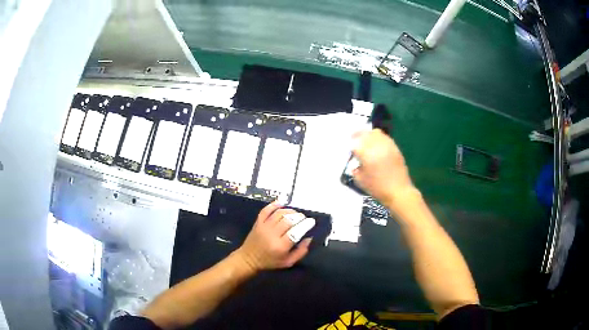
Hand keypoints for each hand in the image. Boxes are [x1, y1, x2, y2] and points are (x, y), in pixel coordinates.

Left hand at [234, 202, 313, 272]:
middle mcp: (272, 235)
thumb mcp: (288, 262)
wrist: (249, 259)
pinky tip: (282, 204)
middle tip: (304, 218)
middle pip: (288, 221)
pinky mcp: (258, 222)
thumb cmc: (270, 262)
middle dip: (299, 217)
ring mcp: (264, 227)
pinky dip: (274, 205)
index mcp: (280, 247)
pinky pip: (266, 210)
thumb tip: (309, 238)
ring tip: (295, 213)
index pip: (295, 232)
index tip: (311, 221)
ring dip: (290, 211)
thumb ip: (301, 251)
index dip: (305, 225)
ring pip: (279, 214)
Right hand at [352, 129, 418, 211]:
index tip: (349, 150)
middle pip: (365, 133)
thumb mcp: (360, 181)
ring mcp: (387, 145)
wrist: (398, 191)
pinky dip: (378, 139)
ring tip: (366, 142)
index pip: (354, 143)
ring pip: (375, 132)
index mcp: (366, 153)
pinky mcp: (395, 147)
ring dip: (368, 135)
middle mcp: (377, 145)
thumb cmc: (378, 188)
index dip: (350, 145)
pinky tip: (377, 146)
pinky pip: (384, 137)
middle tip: (354, 141)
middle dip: (358, 136)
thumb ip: (355, 169)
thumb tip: (355, 163)